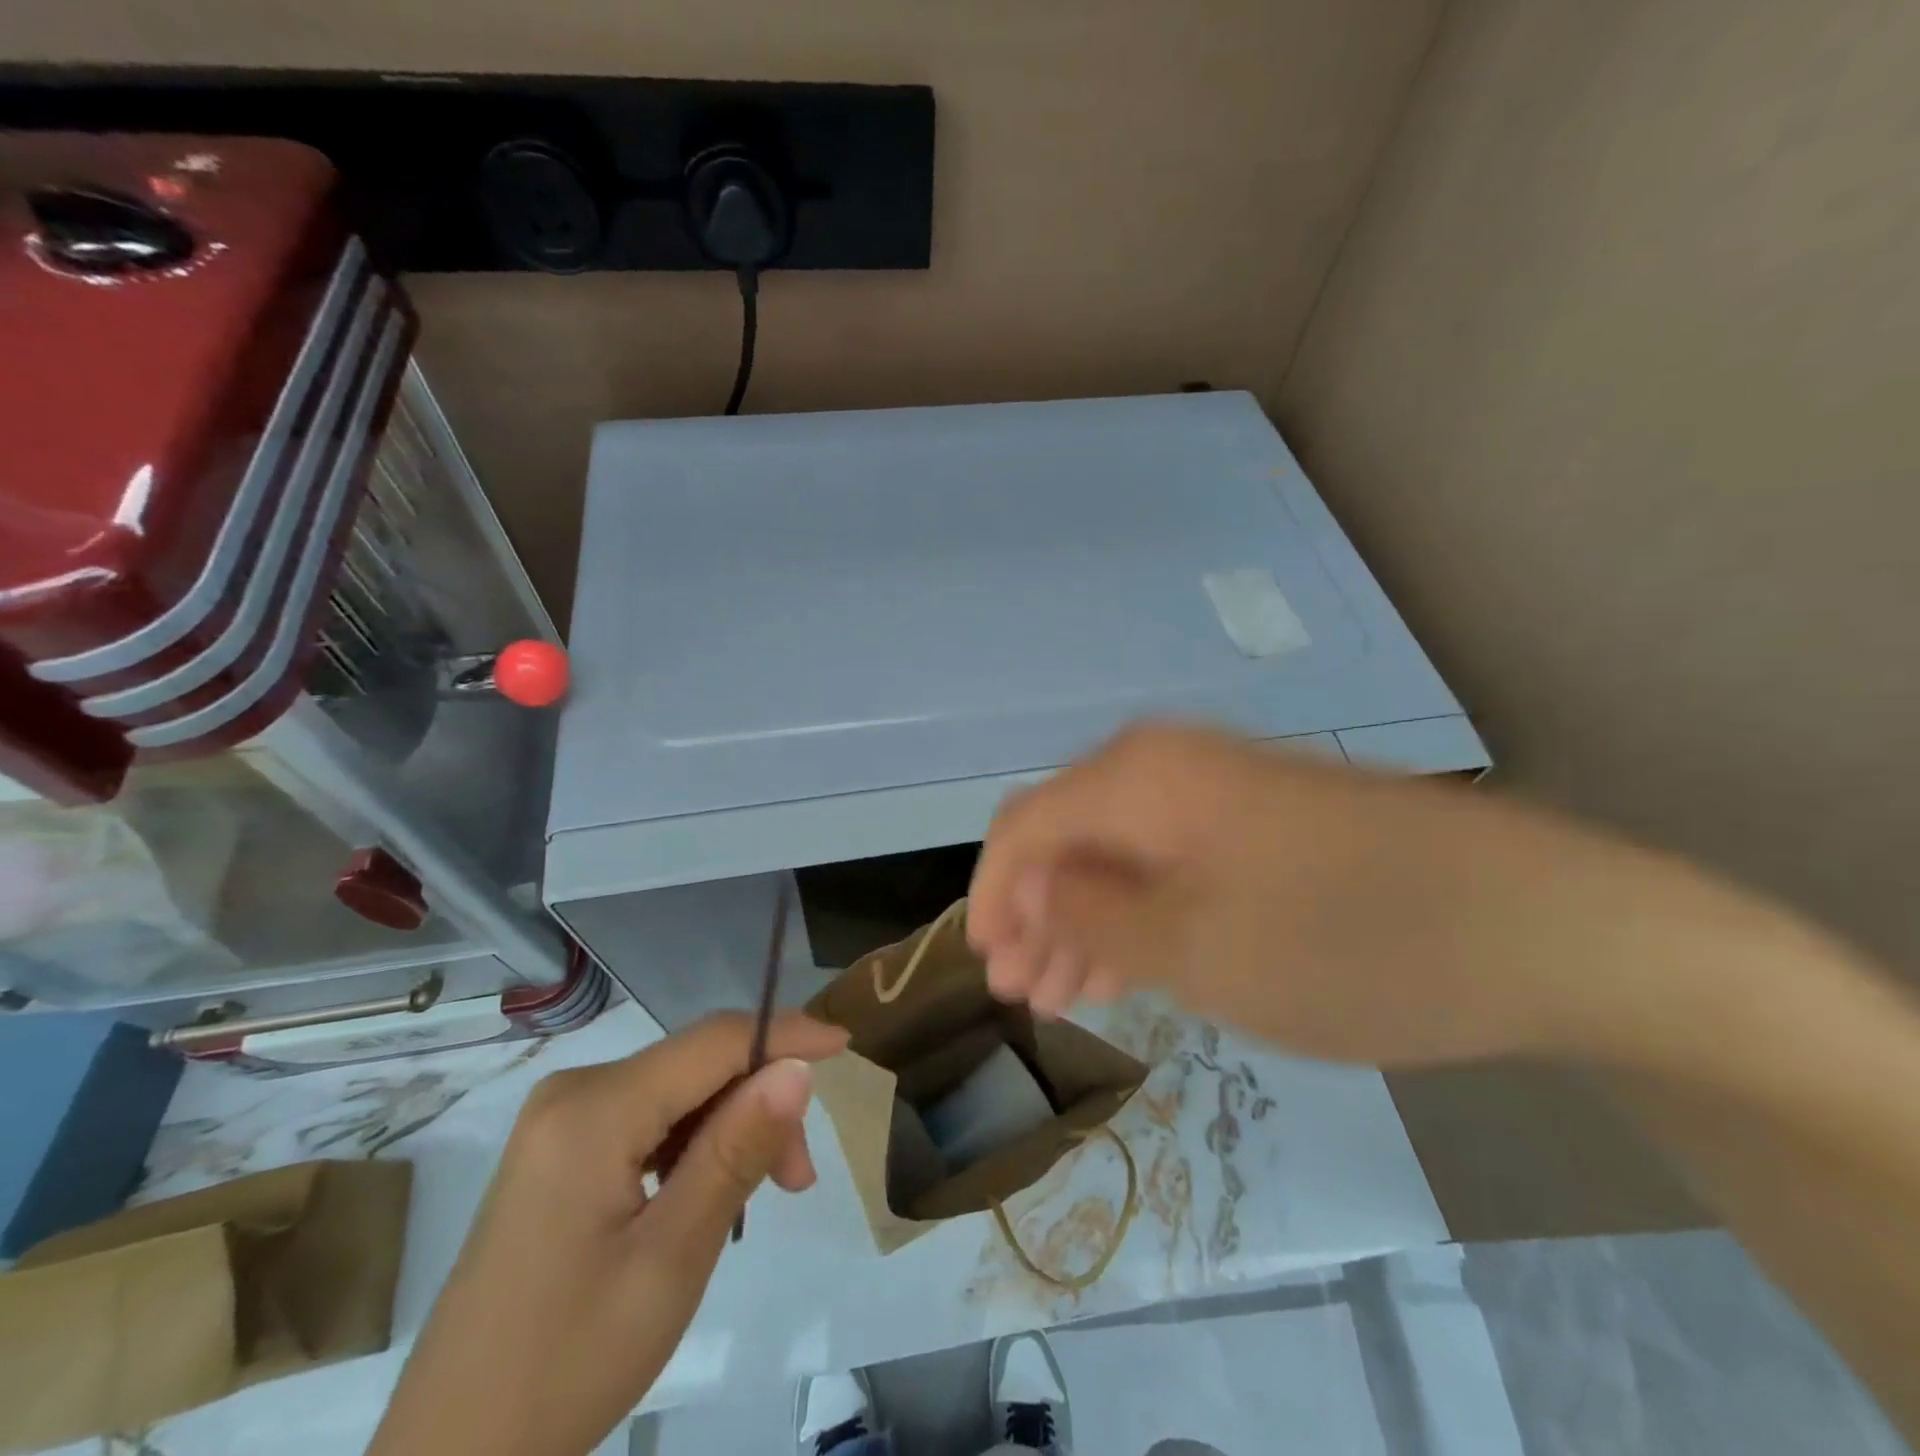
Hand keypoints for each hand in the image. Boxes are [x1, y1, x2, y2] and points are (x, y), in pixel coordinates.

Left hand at [370, 1012, 848, 1455]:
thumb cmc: (567, 1363)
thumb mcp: (672, 1257)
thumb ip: (737, 1150)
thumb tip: (797, 1067)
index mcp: (593, 1108)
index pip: (713, 1040)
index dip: (785, 1034)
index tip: (846, 1046)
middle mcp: (574, 1092)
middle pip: (697, 1066)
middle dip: (758, 1103)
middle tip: (797, 1180)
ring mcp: (562, 1121)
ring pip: (678, 1093)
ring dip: (730, 1129)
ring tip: (761, 1199)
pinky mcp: (560, 1151)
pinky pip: (649, 1120)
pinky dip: (693, 1146)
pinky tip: (708, 1195)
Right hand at [967, 721, 1719, 1067]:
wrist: (1541, 926)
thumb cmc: (1347, 941)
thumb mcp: (1197, 947)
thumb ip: (1093, 913)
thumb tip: (1030, 885)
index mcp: (1140, 778)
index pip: (1026, 825)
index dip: (992, 894)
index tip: (985, 965)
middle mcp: (1170, 767)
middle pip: (1069, 837)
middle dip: (1036, 914)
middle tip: (1021, 992)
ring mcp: (1222, 792)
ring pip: (1120, 854)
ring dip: (1084, 921)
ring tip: (1067, 993)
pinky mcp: (1263, 825)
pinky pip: (1172, 864)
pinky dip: (1141, 916)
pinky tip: (1130, 966)